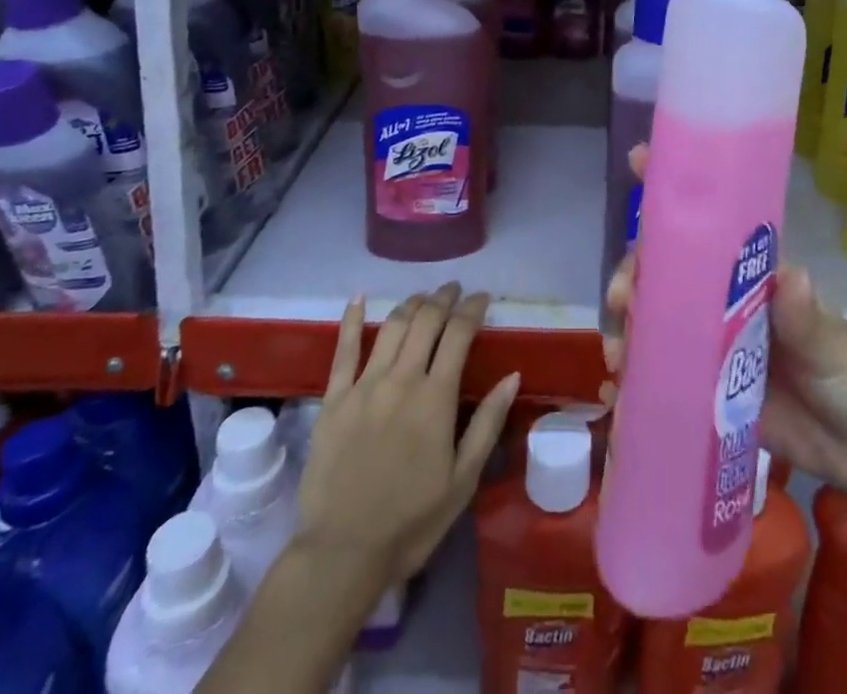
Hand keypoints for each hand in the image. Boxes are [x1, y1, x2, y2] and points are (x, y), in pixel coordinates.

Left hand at [296, 285, 519, 585]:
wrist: (341, 555)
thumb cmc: (411, 522)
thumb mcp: (463, 480)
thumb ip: (488, 423)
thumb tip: (512, 375)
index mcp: (435, 398)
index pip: (458, 334)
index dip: (472, 308)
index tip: (482, 298)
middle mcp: (401, 379)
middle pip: (425, 321)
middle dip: (443, 298)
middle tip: (454, 290)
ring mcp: (364, 386)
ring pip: (391, 326)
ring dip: (411, 304)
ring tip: (423, 297)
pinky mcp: (333, 399)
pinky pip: (344, 350)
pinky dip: (352, 320)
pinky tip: (359, 298)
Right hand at [602, 147, 846, 565]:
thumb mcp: (831, 345)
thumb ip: (805, 317)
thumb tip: (791, 276)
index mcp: (752, 274)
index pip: (709, 222)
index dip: (673, 190)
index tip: (639, 160)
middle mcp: (724, 300)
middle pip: (667, 270)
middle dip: (636, 270)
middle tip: (624, 295)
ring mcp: (711, 344)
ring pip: (656, 316)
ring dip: (629, 321)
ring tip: (620, 348)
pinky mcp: (705, 389)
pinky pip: (661, 370)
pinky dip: (634, 372)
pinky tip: (617, 382)